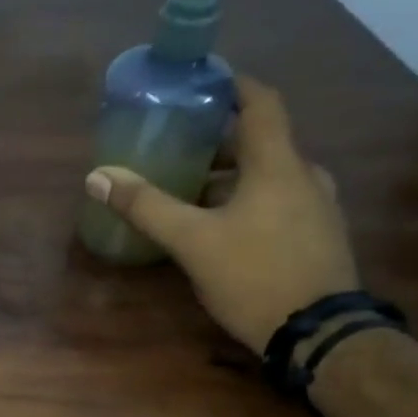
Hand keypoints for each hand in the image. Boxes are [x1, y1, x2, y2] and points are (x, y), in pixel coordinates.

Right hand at [84, 78, 357, 352]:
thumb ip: (146, 207)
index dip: (234, 86)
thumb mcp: (192, 242)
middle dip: (220, 141)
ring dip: (232, 176)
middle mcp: (305, 177)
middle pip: (261, 143)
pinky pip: (279, 203)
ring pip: (270, 176)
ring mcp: (317, 209)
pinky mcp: (317, 238)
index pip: (261, 103)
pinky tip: (221, 227)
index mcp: (278, 165)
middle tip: (180, 147)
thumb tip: (98, 176)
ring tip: (191, 189)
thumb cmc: (255, 275)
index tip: (204, 82)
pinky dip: (248, 201)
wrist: (319, 334)